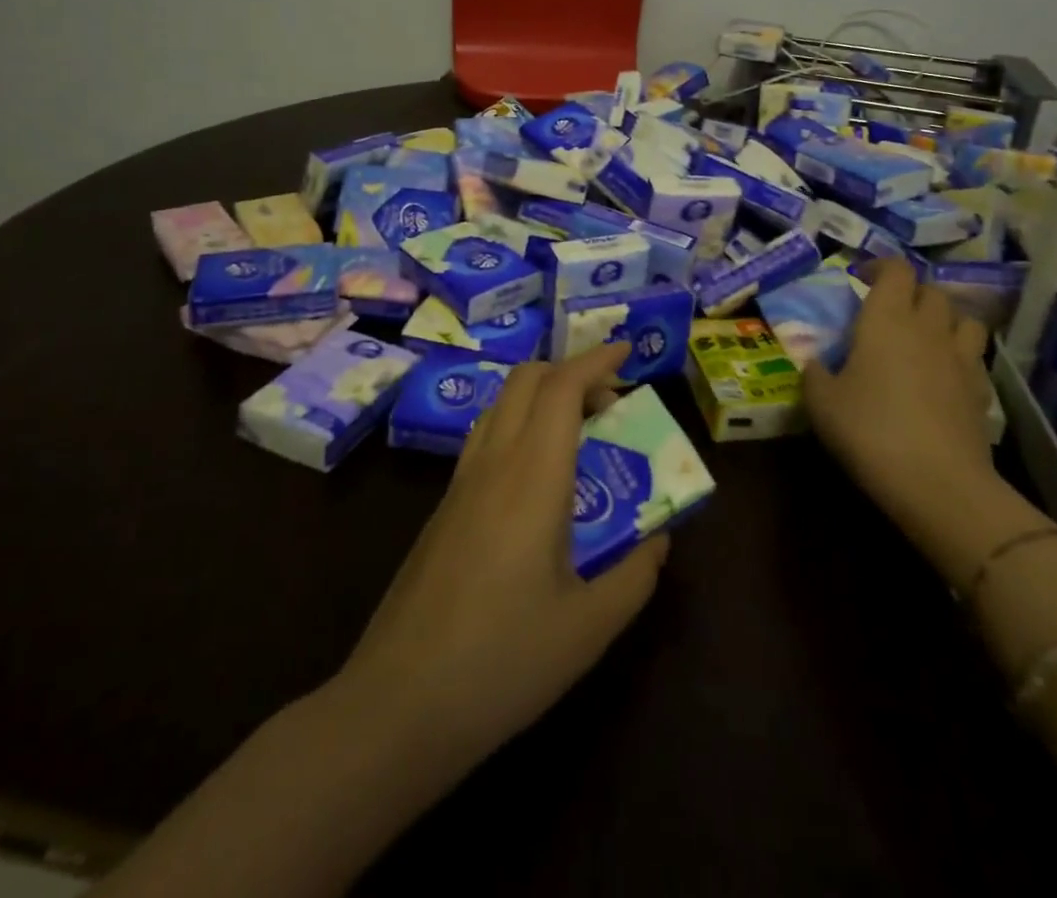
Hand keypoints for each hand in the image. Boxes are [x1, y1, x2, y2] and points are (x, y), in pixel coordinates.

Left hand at [339, 343, 669, 765]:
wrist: (397, 705)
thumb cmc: (502, 662)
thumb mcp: (589, 628)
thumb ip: (635, 575)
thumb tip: (659, 539)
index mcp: (532, 478)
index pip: (562, 387)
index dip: (596, 359)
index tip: (628, 350)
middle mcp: (492, 463)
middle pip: (526, 380)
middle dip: (570, 371)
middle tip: (611, 401)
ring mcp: (460, 483)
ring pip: (500, 404)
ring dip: (541, 396)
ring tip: (579, 432)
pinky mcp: (442, 509)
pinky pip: (485, 438)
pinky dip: (519, 425)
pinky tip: (538, 478)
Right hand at [804, 259, 999, 548]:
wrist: (937, 482)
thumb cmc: (869, 430)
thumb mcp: (821, 403)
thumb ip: (815, 373)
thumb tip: (815, 362)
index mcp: (886, 319)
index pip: (895, 269)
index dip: (879, 267)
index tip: (861, 278)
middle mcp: (928, 328)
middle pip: (931, 290)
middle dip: (911, 292)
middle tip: (889, 311)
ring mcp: (961, 358)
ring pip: (964, 318)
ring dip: (945, 319)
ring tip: (926, 336)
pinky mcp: (981, 390)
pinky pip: (974, 357)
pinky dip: (960, 356)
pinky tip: (944, 377)